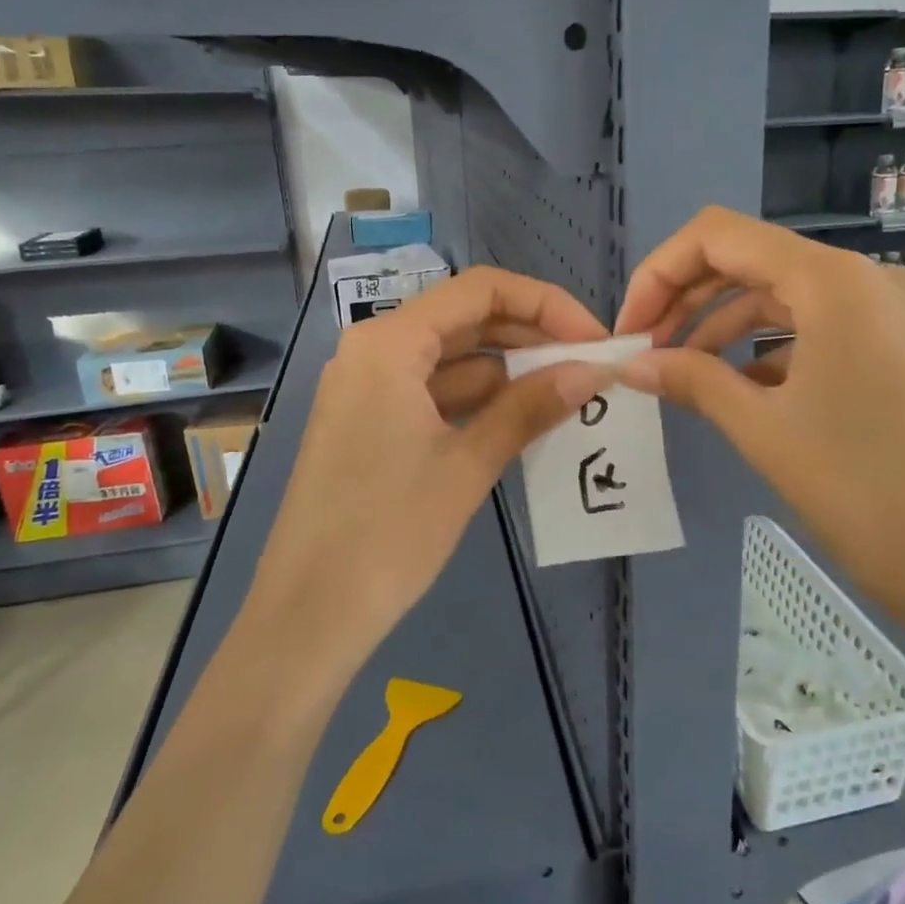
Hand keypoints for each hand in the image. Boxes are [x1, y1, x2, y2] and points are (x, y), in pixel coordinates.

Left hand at [249, 267, 610, 659]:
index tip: (594, 339)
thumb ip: (530, 408)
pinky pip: (437, 395)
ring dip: (511, 374)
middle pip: (467, 320)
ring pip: (455, 360)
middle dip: (532, 338)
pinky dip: (481, 403)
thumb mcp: (467, 465)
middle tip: (589, 368)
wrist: (310, 614)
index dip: (546, 304)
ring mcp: (371, 389)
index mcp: (390, 343)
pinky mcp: (373, 424)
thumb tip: (592, 371)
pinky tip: (525, 422)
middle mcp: (375, 351)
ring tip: (569, 395)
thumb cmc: (388, 532)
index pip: (482, 290)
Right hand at [613, 207, 904, 687]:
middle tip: (646, 352)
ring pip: (784, 295)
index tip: (630, 329)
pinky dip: (769, 348)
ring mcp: (891, 311)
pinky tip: (738, 388)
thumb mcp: (762, 430)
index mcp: (833, 281)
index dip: (660, 273)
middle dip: (686, 299)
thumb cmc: (862, 493)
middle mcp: (867, 278)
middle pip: (751, 260)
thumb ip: (691, 380)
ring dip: (723, 326)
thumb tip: (630, 365)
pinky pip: (818, 326)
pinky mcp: (900, 346)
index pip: (720, 236)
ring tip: (682, 372)